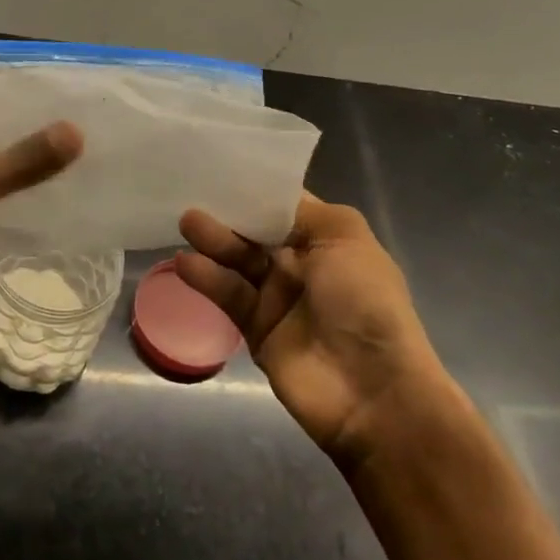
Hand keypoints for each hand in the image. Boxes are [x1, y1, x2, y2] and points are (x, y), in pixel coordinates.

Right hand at [177, 194, 449, 470]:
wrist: (373, 392)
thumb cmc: (365, 302)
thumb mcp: (345, 238)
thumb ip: (301, 211)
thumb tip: (263, 200)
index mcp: (327, 240)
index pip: (283, 206)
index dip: (255, 189)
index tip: (220, 168)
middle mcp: (301, 265)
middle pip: (255, 231)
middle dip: (228, 213)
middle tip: (193, 195)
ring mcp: (277, 298)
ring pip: (237, 261)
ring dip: (213, 241)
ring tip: (187, 223)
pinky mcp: (256, 329)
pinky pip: (228, 296)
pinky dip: (207, 278)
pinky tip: (186, 264)